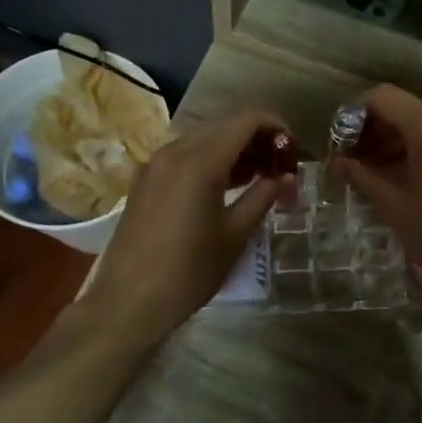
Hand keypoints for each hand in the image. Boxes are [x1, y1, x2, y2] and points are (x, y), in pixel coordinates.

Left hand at [88, 107, 294, 350]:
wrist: (128, 301)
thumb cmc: (188, 272)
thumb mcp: (235, 235)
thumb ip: (262, 197)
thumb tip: (284, 177)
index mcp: (201, 162)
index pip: (246, 120)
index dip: (275, 126)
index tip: (293, 149)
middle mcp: (175, 151)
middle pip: (225, 125)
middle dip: (256, 138)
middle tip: (279, 166)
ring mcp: (155, 164)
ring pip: (203, 138)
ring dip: (233, 148)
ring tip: (258, 177)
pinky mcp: (145, 180)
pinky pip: (184, 155)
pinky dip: (210, 160)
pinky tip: (225, 186)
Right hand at [330, 85, 421, 312]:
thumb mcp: (393, 206)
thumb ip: (362, 175)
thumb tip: (338, 162)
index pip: (384, 97)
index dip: (356, 116)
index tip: (342, 144)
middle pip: (406, 109)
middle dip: (377, 132)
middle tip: (355, 163)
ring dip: (399, 141)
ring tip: (378, 174)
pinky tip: (408, 177)